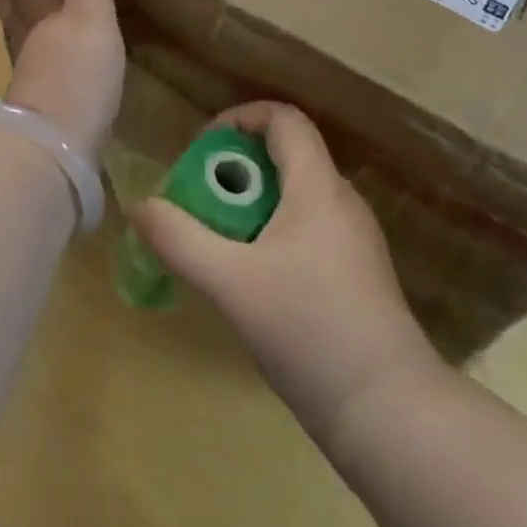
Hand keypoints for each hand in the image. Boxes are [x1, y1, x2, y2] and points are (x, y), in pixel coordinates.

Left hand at [0, 0, 124, 164]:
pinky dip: (33, 50)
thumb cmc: (76, 73)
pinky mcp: (41, 105)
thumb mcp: (91, 15)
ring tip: (10, 7)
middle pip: (13, 9)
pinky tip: (41, 59)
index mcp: (38, 15)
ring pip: (19, 36)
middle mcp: (29, 41)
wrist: (56, 148)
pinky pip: (34, 63)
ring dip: (14, 18)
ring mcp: (32, 76)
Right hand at [129, 102, 438, 445]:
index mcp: (318, 186)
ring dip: (252, 204)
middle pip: (285, 155)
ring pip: (295, 195)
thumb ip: (179, 240)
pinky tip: (253, 279)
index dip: (239, 118)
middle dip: (235, 169)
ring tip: (218, 242)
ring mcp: (354, 236)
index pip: (284, 118)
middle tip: (200, 203)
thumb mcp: (230, 283)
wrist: (386, 408)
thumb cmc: (308, 329)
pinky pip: (308, 227)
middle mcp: (341, 200)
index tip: (202, 150)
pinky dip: (272, 231)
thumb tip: (140, 208)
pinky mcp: (357, 270)